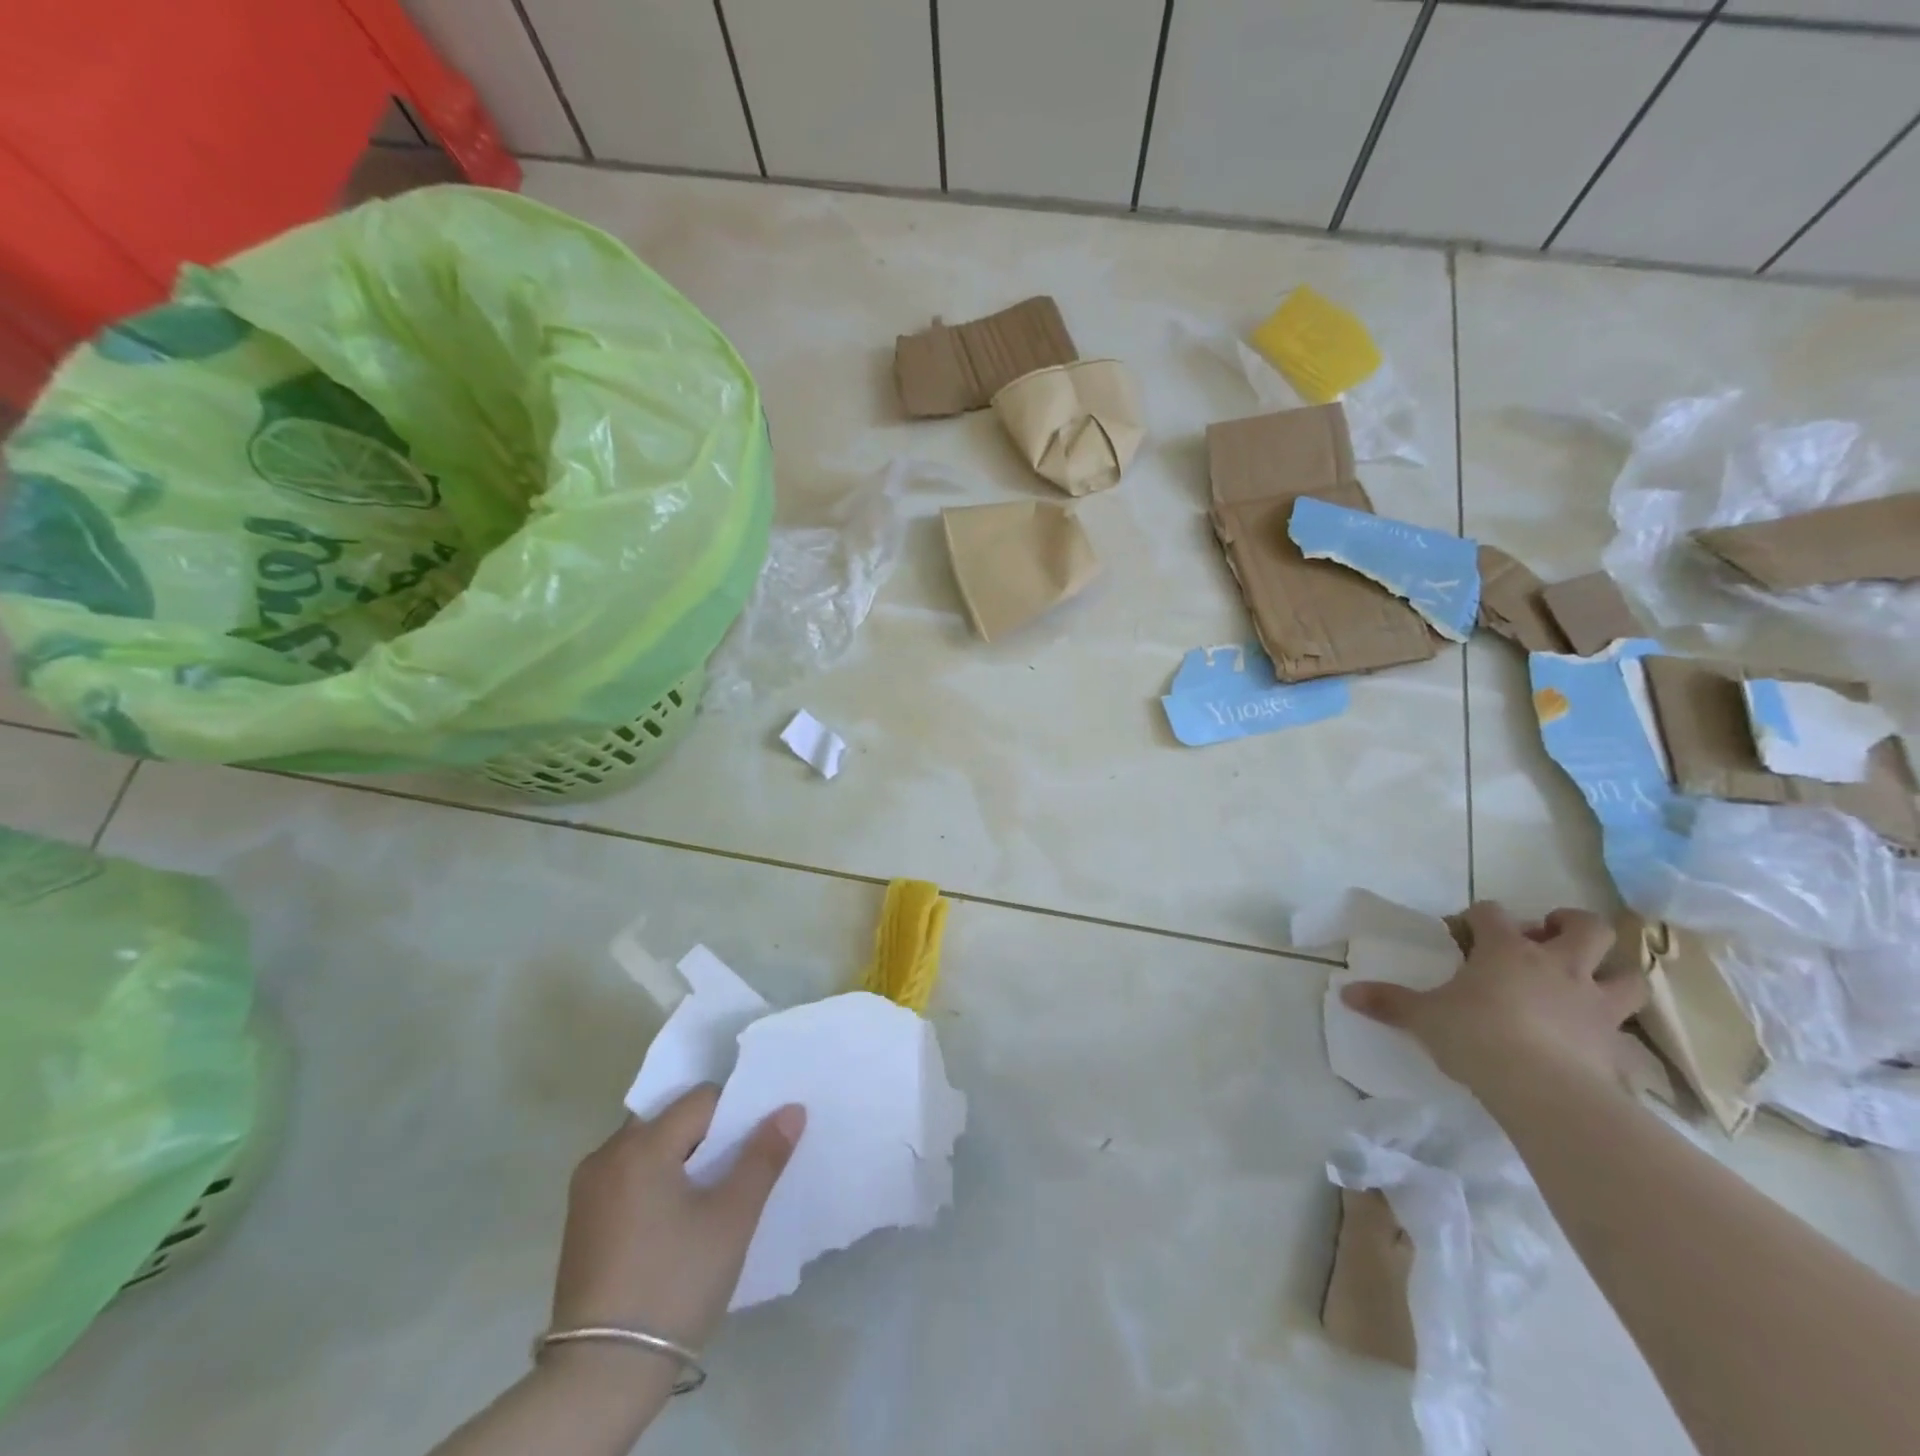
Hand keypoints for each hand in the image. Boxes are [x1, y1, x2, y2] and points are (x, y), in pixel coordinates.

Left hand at [551, 1087, 805, 1351]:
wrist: (600, 1377)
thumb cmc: (674, 1283)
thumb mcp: (732, 1218)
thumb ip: (763, 1156)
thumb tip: (791, 1109)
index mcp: (642, 1144)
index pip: (701, 1099)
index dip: (735, 1113)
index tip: (755, 1144)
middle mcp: (607, 1154)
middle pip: (670, 1118)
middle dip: (706, 1134)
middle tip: (737, 1165)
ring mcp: (587, 1189)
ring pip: (647, 1148)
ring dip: (680, 1157)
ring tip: (710, 1194)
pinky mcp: (580, 1222)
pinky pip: (627, 1177)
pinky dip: (655, 1181)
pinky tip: (675, 1219)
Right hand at [1340, 901, 1646, 1093]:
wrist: (1543, 1089)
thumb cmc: (1476, 1036)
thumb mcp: (1423, 1018)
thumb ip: (1389, 1003)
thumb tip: (1346, 993)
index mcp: (1507, 951)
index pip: (1493, 913)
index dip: (1479, 917)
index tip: (1466, 932)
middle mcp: (1558, 966)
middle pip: (1585, 927)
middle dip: (1570, 925)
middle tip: (1548, 938)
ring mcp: (1594, 1004)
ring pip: (1628, 974)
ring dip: (1612, 973)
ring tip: (1588, 983)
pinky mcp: (1616, 1045)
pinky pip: (1629, 1034)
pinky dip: (1617, 1034)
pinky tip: (1599, 1043)